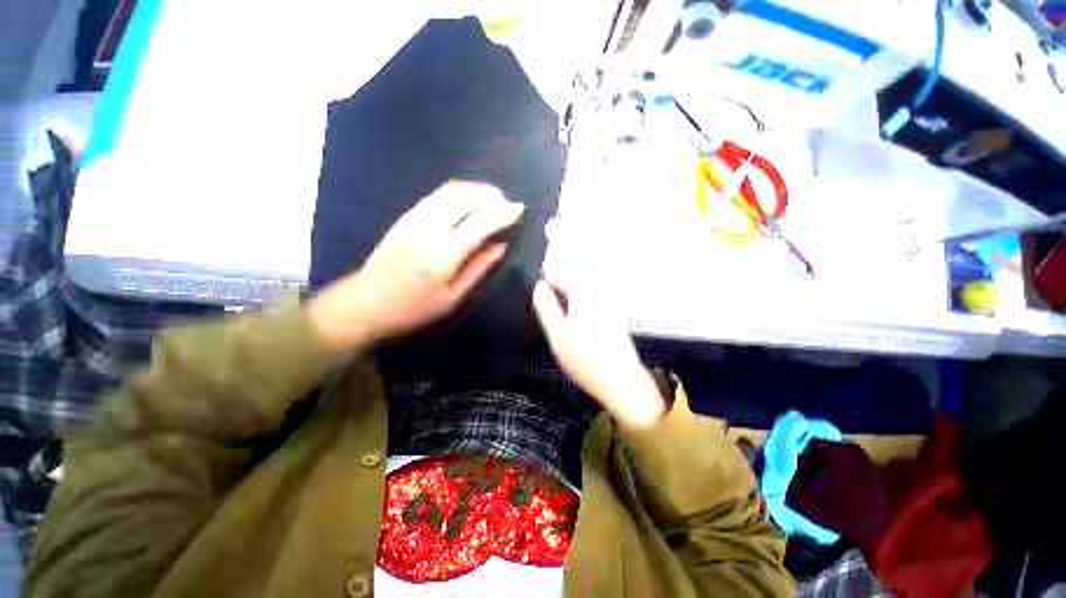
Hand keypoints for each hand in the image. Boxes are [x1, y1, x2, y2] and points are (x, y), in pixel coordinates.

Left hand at [308, 181, 523, 350]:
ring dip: (475, 189)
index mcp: (443, 254)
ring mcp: (414, 218)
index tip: (519, 209)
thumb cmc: (414, 308)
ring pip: (449, 190)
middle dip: (490, 194)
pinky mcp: (406, 216)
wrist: (366, 303)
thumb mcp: (452, 298)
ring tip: (492, 198)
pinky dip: (458, 192)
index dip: (503, 213)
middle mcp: (428, 229)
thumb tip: (501, 246)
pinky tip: (468, 201)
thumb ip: (479, 268)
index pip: (480, 223)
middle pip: (464, 197)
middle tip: (507, 203)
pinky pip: (436, 195)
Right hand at [532, 224, 665, 428]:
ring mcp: (609, 297)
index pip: (566, 265)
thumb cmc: (587, 363)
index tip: (549, 226)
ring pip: (592, 265)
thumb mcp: (559, 338)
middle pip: (582, 257)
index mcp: (585, 296)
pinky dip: (588, 265)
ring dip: (579, 248)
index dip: (555, 249)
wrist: (622, 381)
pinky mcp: (613, 306)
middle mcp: (600, 290)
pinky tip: (580, 267)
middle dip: (569, 238)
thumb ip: (548, 308)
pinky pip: (599, 277)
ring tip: (565, 236)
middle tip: (556, 223)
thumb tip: (539, 285)